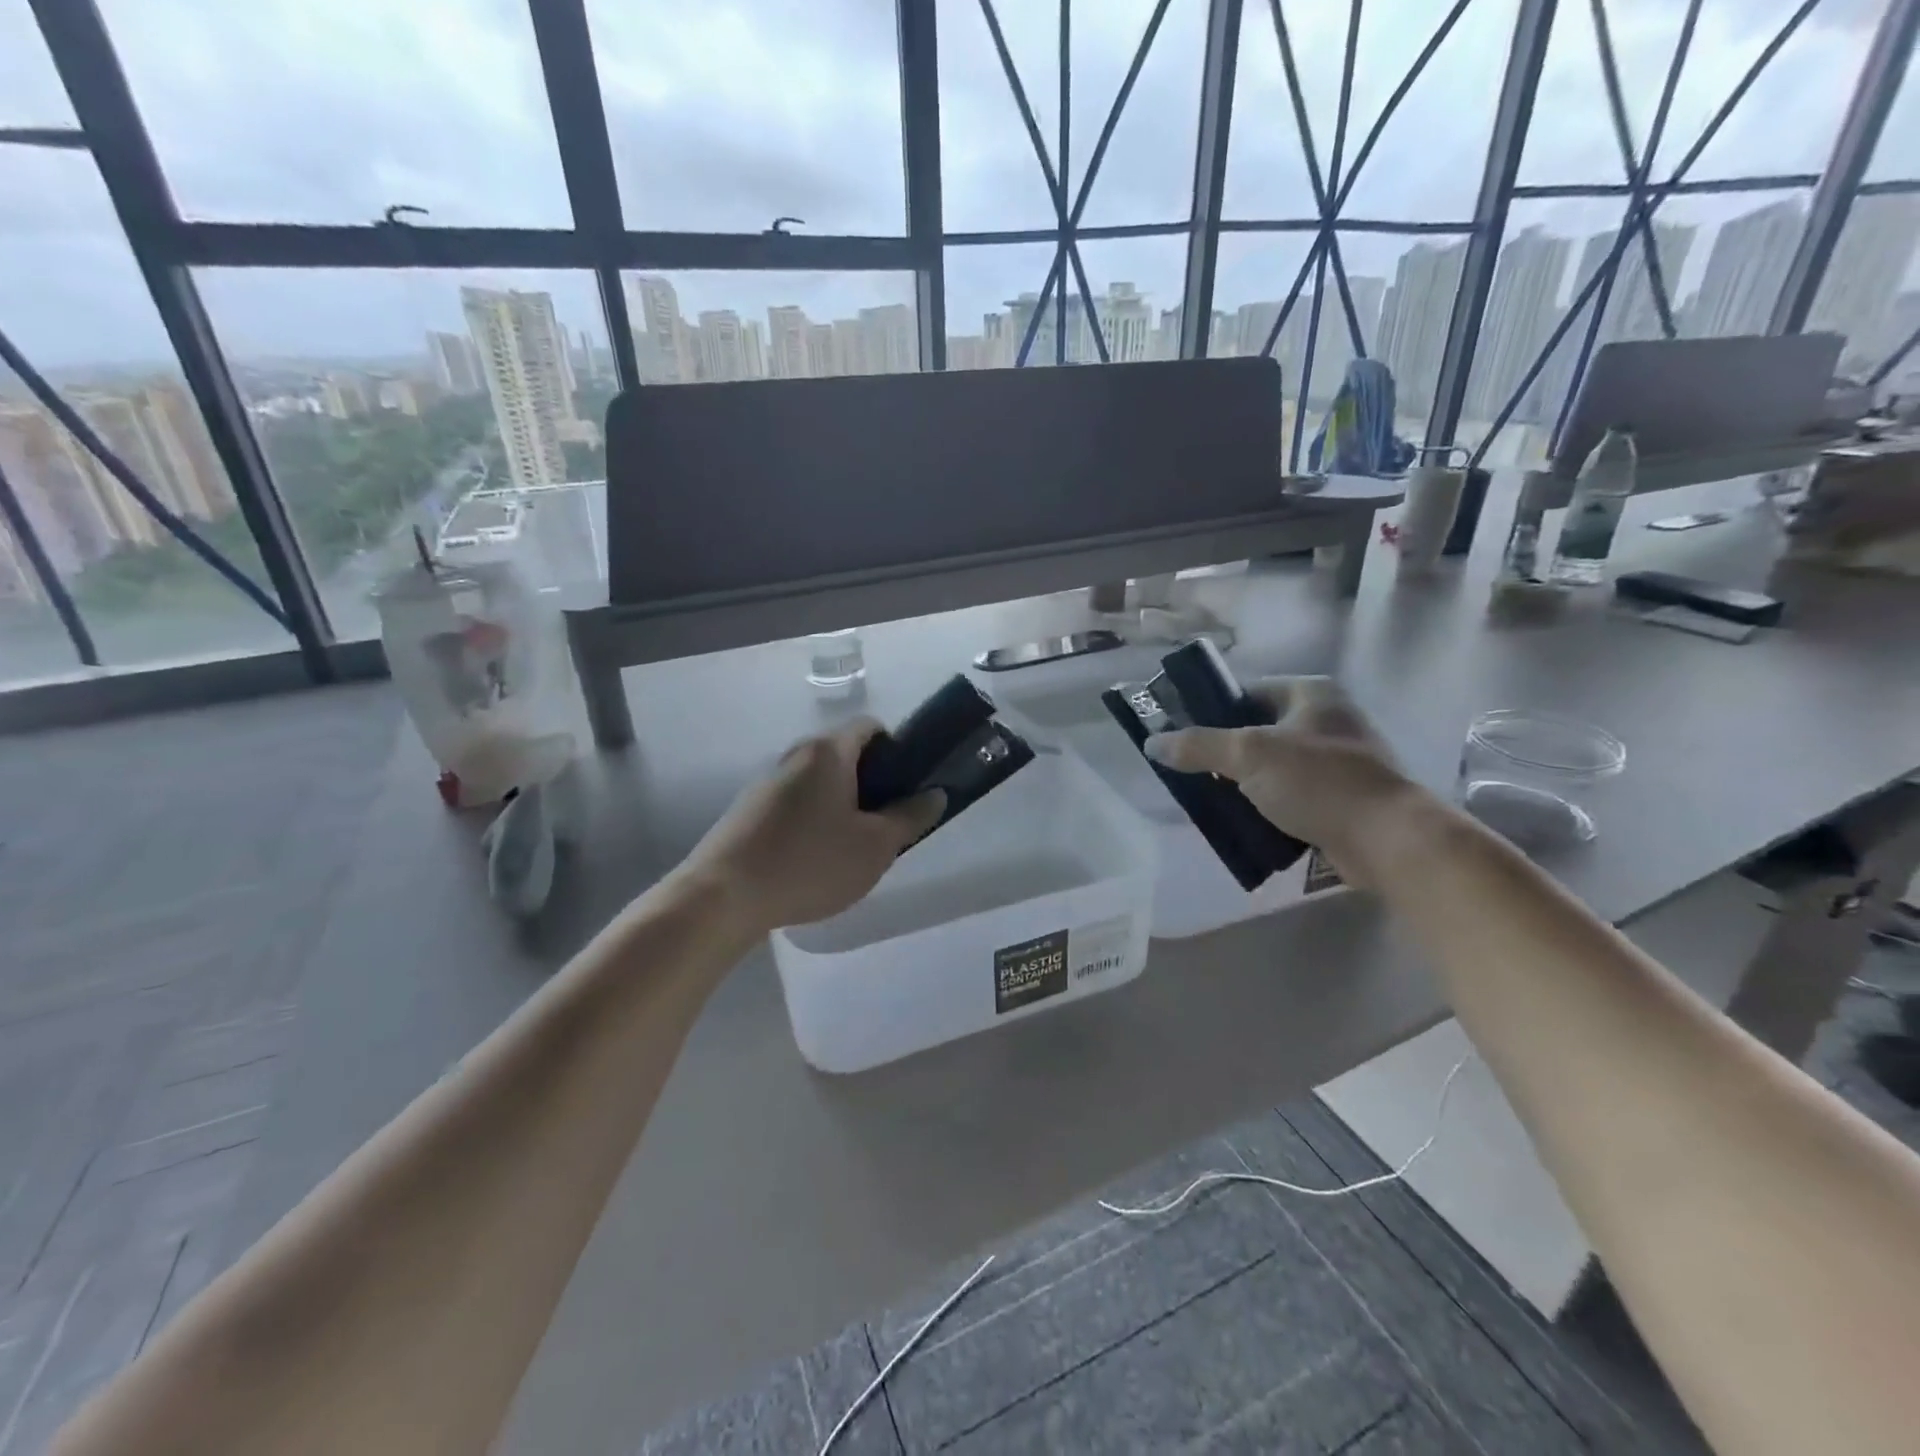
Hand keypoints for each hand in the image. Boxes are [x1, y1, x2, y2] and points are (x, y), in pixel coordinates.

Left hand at [681, 721, 945, 930]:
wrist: (723, 896)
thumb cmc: (810, 862)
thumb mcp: (876, 846)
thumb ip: (910, 817)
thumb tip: (935, 794)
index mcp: (829, 752)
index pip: (871, 727)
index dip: (897, 750)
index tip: (905, 788)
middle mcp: (795, 755)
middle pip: (844, 756)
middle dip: (871, 785)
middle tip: (883, 826)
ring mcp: (766, 782)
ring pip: (819, 783)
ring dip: (841, 806)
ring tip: (848, 851)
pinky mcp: (748, 810)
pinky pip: (794, 804)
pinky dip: (812, 822)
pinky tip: (812, 862)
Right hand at [1144, 676, 1423, 887]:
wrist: (1388, 839)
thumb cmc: (1318, 781)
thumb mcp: (1248, 755)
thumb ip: (1198, 746)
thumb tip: (1151, 743)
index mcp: (1310, 694)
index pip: (1247, 692)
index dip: (1213, 712)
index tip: (1184, 738)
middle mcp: (1327, 719)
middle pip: (1258, 730)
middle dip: (1226, 754)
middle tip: (1194, 773)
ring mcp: (1339, 760)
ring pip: (1273, 766)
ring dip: (1245, 783)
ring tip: (1213, 800)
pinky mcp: (1342, 797)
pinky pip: (1291, 795)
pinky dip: (1268, 806)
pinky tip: (1245, 822)